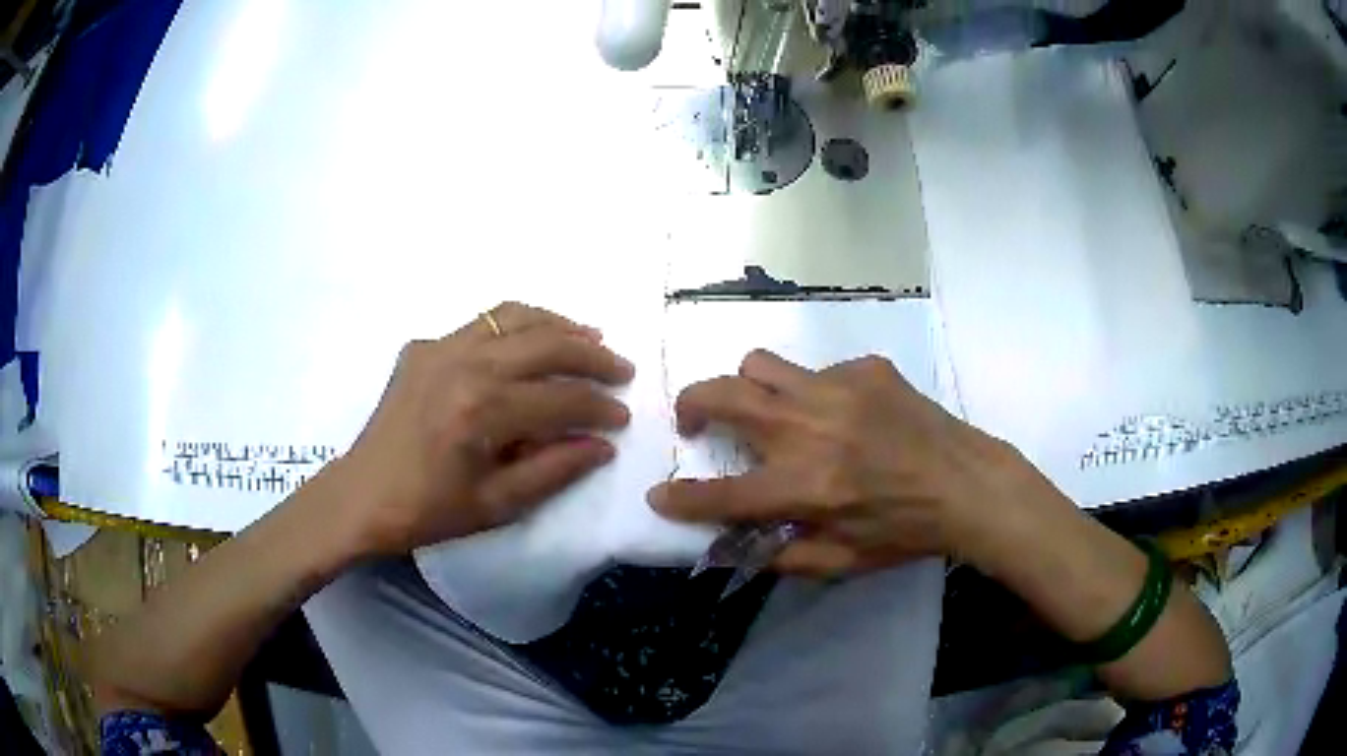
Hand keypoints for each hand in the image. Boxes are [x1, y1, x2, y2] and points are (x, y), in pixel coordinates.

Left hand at [328, 302, 634, 556]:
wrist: (362, 496)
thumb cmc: (429, 510)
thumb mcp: (498, 505)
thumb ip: (555, 470)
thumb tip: (602, 445)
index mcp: (482, 410)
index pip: (561, 398)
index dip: (599, 407)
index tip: (623, 417)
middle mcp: (464, 364)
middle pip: (546, 342)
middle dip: (593, 355)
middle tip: (621, 369)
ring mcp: (440, 347)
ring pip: (515, 316)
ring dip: (559, 325)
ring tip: (590, 337)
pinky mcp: (423, 346)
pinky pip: (481, 322)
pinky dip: (517, 324)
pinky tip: (531, 339)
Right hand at [648, 350, 1045, 576]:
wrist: (966, 483)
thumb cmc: (904, 531)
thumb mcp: (840, 564)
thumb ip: (778, 556)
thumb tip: (729, 544)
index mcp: (804, 487)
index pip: (720, 494)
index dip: (680, 498)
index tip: (658, 495)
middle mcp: (810, 428)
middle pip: (723, 395)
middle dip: (691, 406)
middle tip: (695, 422)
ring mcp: (838, 388)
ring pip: (761, 365)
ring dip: (749, 388)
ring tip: (768, 410)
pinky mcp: (865, 368)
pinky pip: (817, 371)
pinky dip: (813, 394)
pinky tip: (844, 416)